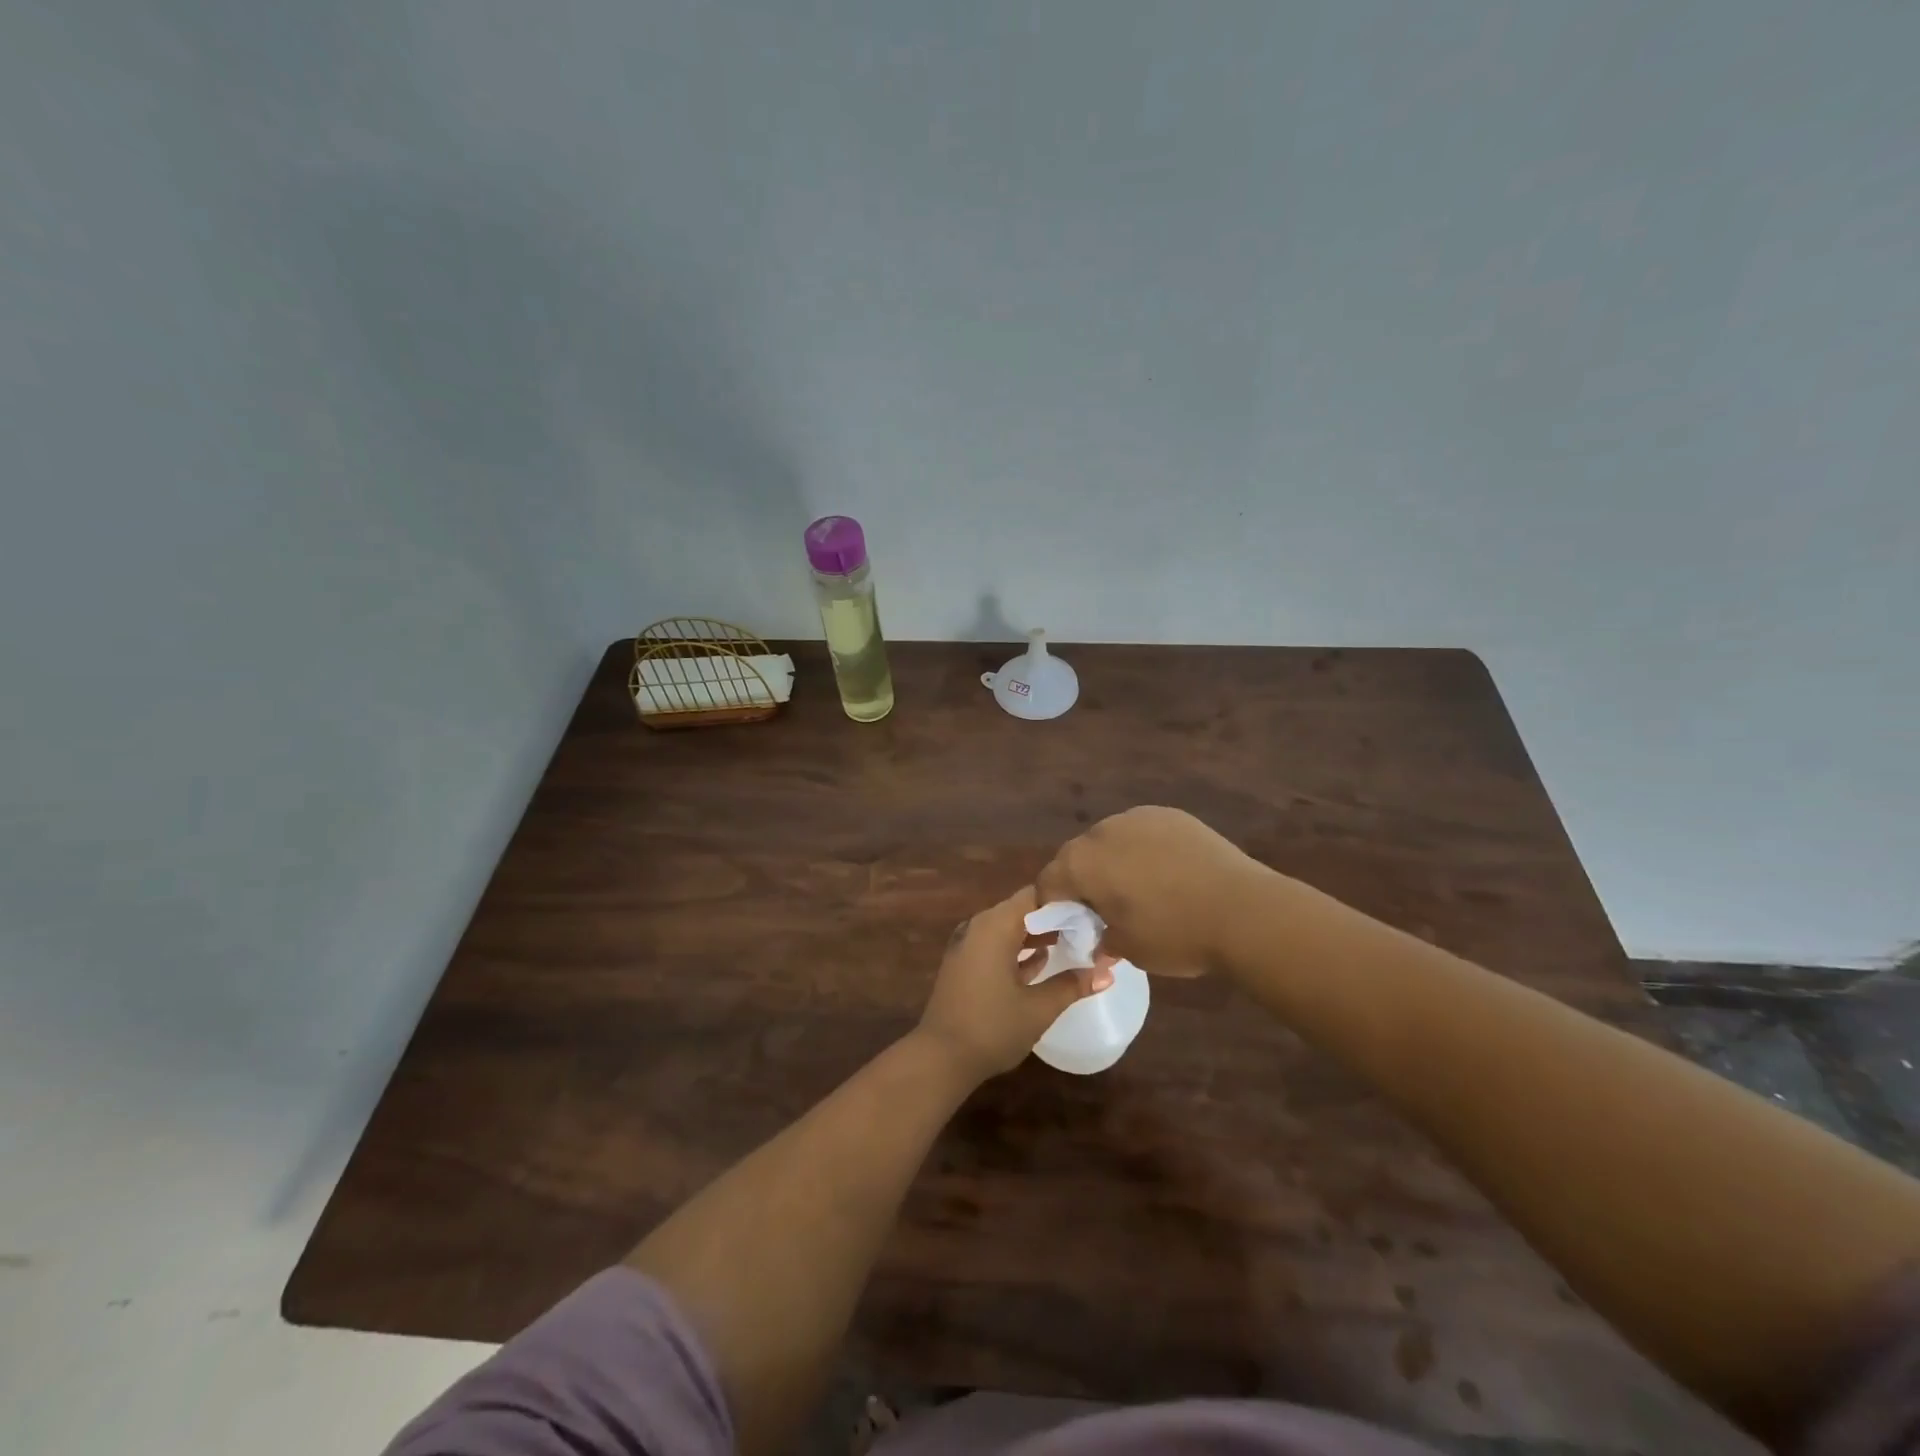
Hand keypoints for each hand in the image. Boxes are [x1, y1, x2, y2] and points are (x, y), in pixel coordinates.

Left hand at [915, 885, 1112, 1081]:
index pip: (1036, 894)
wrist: (941, 1058)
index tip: (1094, 914)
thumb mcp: (1039, 1008)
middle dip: (1055, 919)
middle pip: (1023, 909)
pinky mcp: (964, 963)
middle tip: (1090, 930)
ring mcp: (968, 945)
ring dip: (1038, 935)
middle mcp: (979, 926)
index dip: (1066, 901)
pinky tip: (1042, 962)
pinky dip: (1018, 949)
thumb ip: (1073, 985)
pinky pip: (996, 945)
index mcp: (995, 925)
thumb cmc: (992, 1027)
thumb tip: (1108, 972)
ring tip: (1073, 944)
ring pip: (1009, 928)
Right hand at [1036, 806, 1265, 975]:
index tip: (1069, 927)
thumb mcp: (1127, 950)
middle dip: (1082, 881)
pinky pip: (1142, 832)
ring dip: (1113, 862)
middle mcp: (1102, 831)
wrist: (1243, 910)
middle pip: (1077, 856)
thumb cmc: (1175, 934)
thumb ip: (1100, 939)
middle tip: (1103, 911)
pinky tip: (1166, 873)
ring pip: (1110, 841)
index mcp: (1082, 863)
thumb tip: (1098, 938)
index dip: (1052, 906)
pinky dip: (1143, 850)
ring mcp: (1138, 817)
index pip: (1048, 882)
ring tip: (1139, 890)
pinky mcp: (1170, 814)